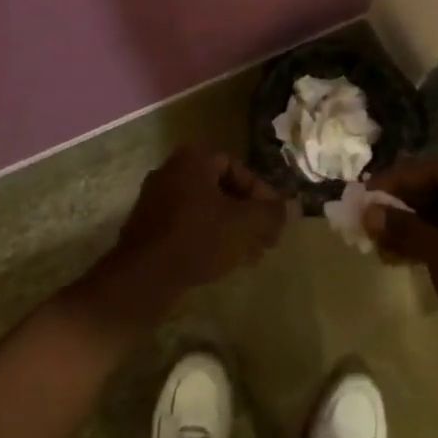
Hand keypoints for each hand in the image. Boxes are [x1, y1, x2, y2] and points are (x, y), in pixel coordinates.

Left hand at [95, 146, 287, 318]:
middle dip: (248, 215)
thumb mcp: (244, 224)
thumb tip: (295, 207)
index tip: (275, 219)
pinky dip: (209, 238)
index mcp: (193, 159)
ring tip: (252, 256)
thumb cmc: (198, 238)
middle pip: (222, 189)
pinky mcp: (148, 227)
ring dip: (232, 229)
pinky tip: (225, 263)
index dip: (262, 194)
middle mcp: (172, 170)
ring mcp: (156, 199)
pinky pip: (187, 225)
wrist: (143, 278)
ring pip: (206, 210)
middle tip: (268, 239)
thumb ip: (272, 213)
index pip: (238, 168)